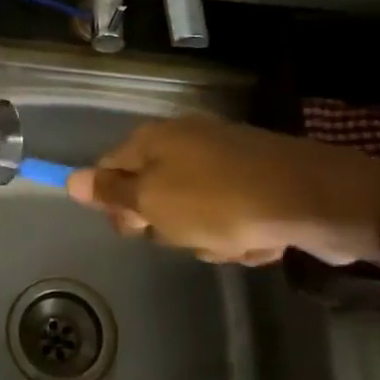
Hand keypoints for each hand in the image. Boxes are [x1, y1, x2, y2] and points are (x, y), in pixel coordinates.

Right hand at [65, 114, 379, 265]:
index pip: (112, 168)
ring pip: (194, 213)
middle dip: (169, 225)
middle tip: (186, 232)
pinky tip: (259, 240)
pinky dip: (241, 234)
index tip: (134, 229)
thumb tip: (69, 179)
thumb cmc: (218, 201)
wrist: (311, 198)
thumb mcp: (153, 201)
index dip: (117, 204)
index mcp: (155, 139)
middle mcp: (187, 142)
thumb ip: (112, 193)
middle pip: (154, 194)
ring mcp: (226, 160)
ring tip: (232, 240)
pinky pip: (232, 216)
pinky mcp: (259, 181)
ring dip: (208, 237)